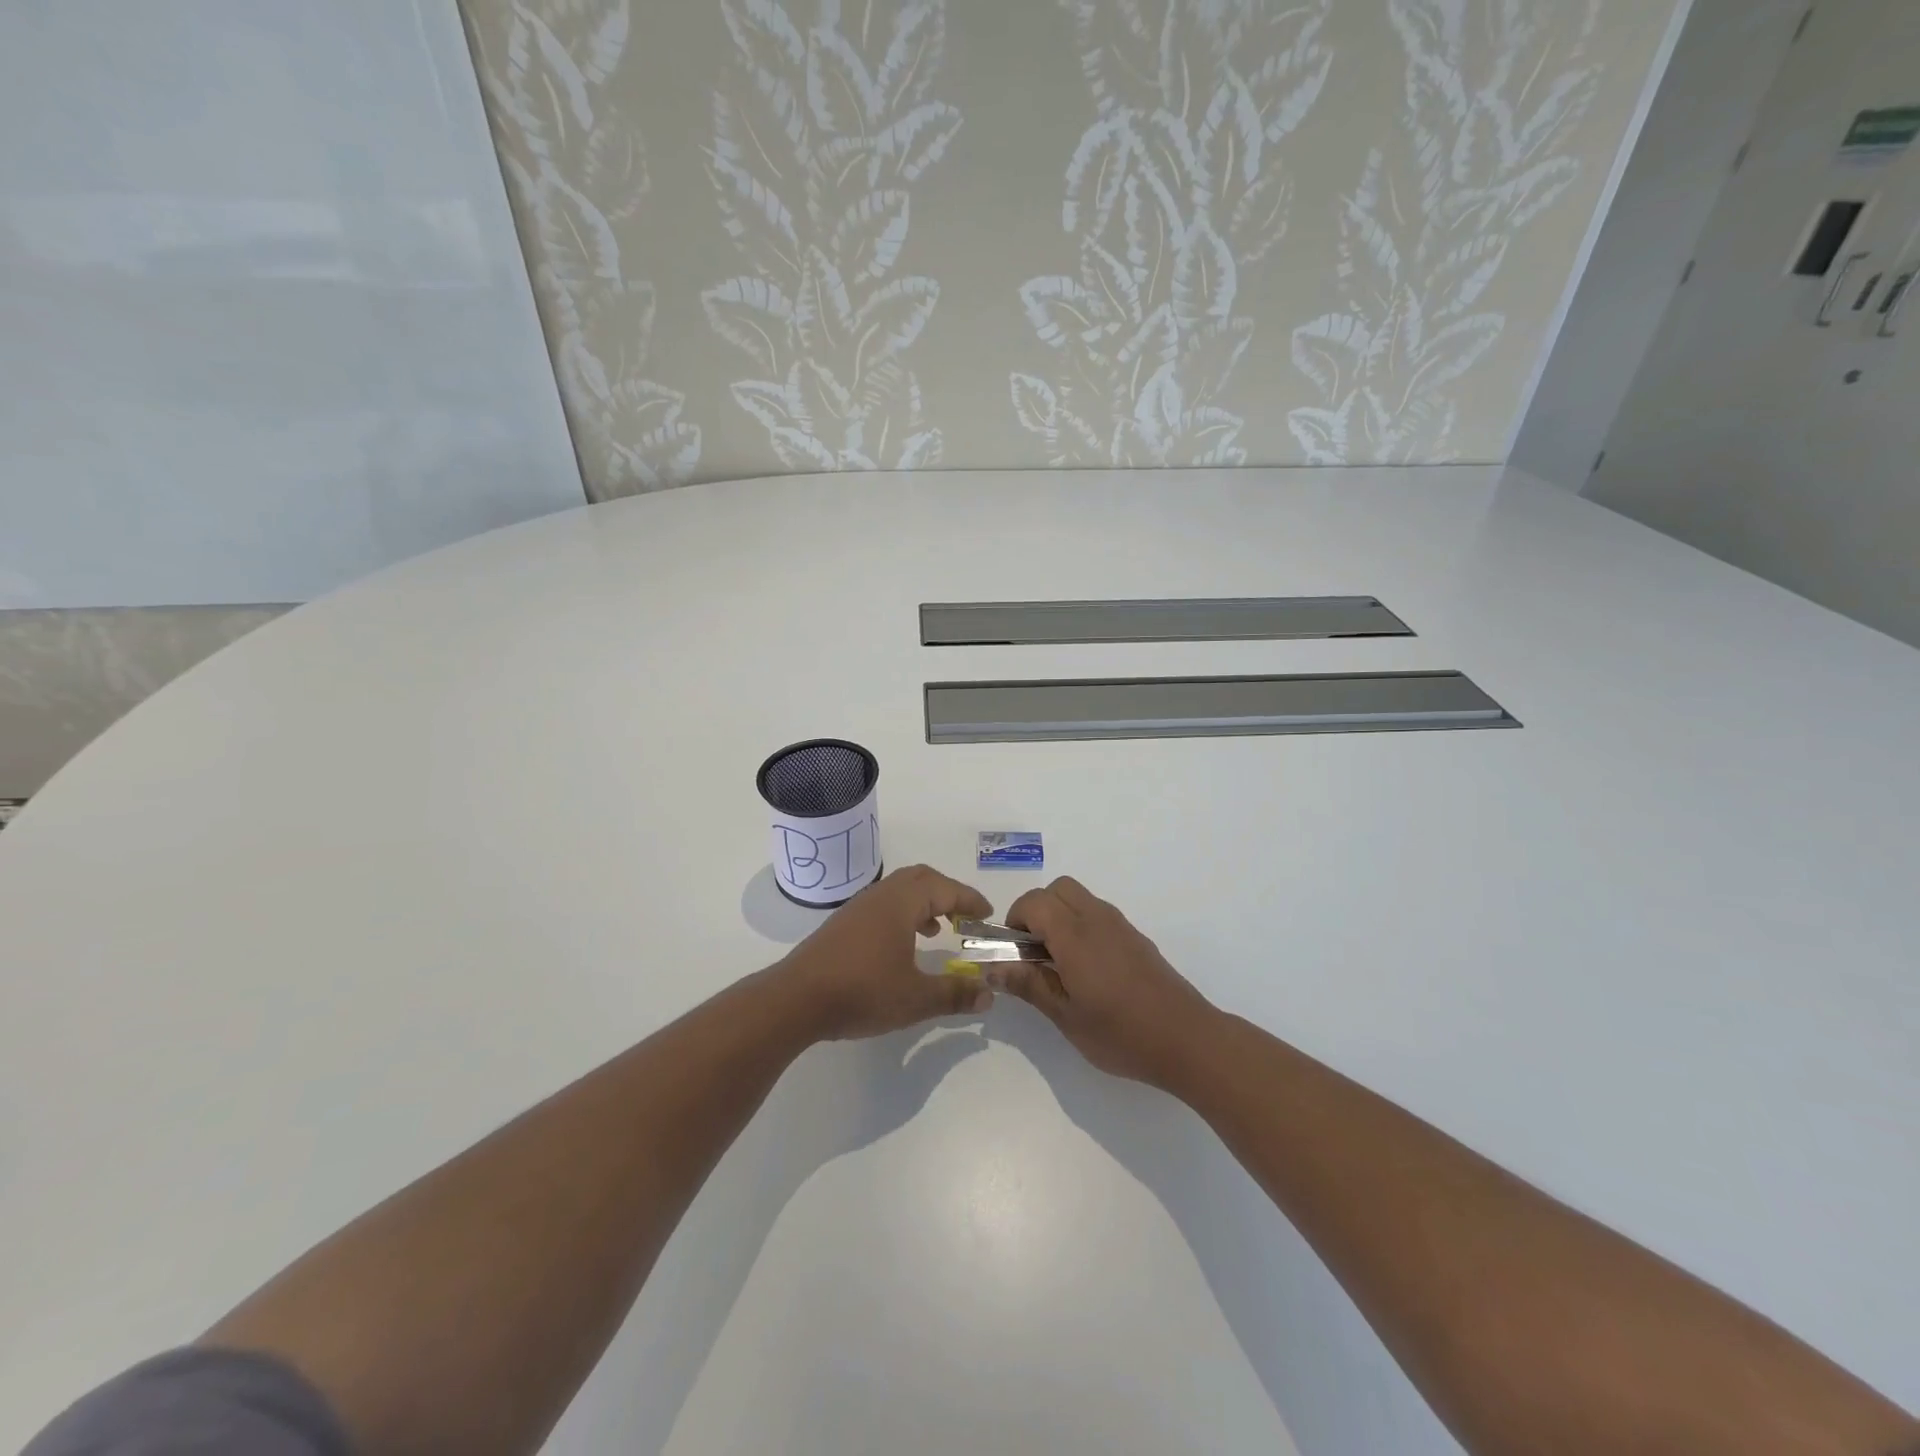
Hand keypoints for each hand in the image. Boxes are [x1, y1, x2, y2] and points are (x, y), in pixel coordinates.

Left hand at [777, 865, 994, 1039]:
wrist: (795, 1000)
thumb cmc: (862, 992)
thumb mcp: (915, 998)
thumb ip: (954, 994)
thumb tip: (989, 995)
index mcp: (901, 903)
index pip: (945, 889)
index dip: (970, 899)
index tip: (987, 914)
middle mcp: (880, 896)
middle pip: (921, 879)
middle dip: (947, 893)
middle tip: (965, 916)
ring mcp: (857, 908)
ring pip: (899, 891)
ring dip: (923, 903)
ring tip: (939, 931)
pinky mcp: (842, 925)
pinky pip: (883, 905)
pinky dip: (903, 915)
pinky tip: (903, 946)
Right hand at [993, 877, 1219, 1089]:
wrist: (1187, 1039)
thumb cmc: (1121, 1033)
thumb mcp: (1066, 1016)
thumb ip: (1029, 985)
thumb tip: (993, 968)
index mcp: (1075, 935)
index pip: (1034, 902)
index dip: (1015, 920)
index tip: (1013, 952)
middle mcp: (1097, 919)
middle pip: (1058, 889)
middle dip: (1037, 910)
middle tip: (1033, 952)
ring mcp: (1120, 926)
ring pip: (1080, 898)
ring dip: (1060, 917)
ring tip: (1060, 964)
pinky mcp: (1136, 938)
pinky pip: (1099, 914)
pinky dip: (1082, 926)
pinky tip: (1089, 970)